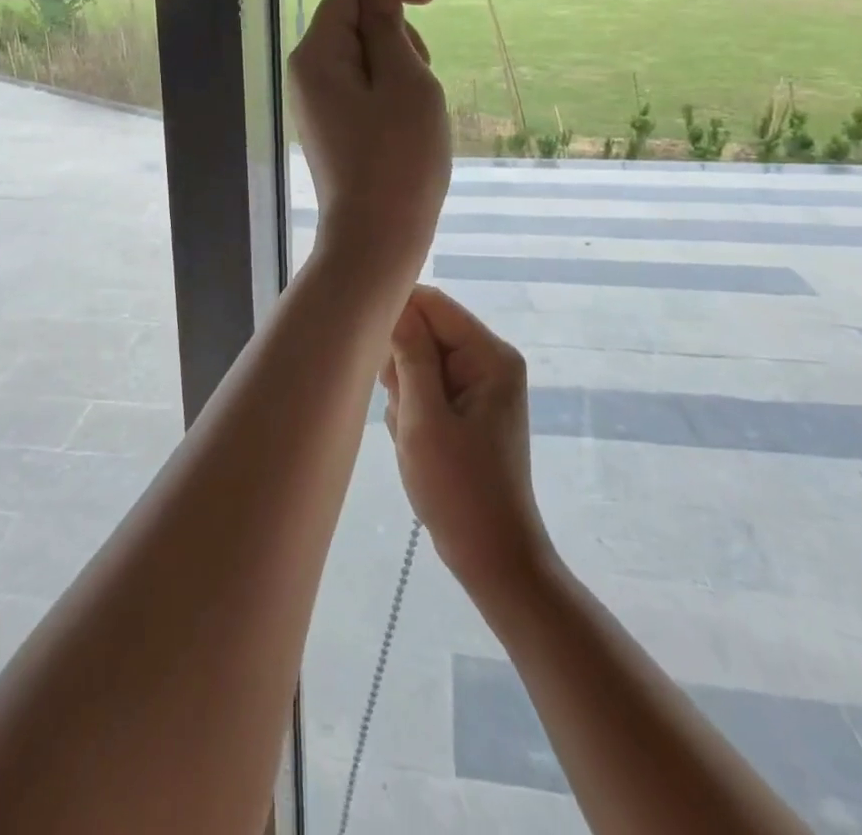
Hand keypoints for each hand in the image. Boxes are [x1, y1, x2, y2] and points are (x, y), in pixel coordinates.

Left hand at [288, 0, 449, 276]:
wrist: (377, 237)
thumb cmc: (399, 157)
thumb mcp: (404, 79)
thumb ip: (387, 25)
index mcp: (316, 54)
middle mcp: (306, 73)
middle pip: (355, 20)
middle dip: (397, 32)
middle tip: (421, 76)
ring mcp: (316, 102)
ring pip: (364, 55)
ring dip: (399, 64)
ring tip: (416, 108)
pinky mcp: (331, 125)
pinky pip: (362, 87)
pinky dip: (391, 91)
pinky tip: (405, 125)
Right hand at [381, 286, 554, 600]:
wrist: (490, 556)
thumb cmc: (459, 488)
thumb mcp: (424, 418)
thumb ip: (410, 356)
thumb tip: (394, 304)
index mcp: (490, 356)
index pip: (433, 304)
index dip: (397, 316)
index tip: (372, 352)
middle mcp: (488, 361)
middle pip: (425, 331)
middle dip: (401, 366)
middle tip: (402, 409)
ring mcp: (478, 386)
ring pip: (418, 360)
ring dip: (403, 392)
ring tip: (411, 432)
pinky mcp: (466, 408)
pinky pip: (424, 387)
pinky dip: (411, 410)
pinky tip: (416, 442)